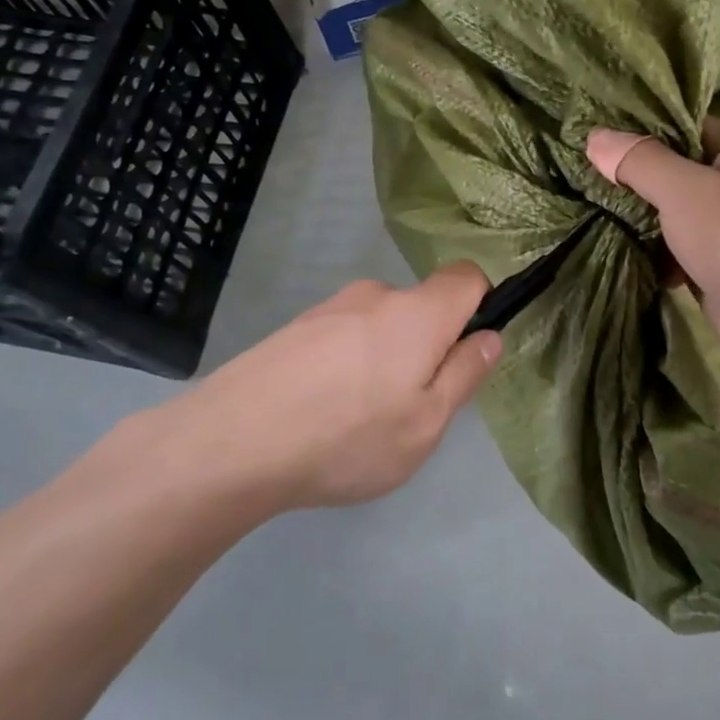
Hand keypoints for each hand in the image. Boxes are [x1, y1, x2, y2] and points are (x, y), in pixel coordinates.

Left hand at [143, 265, 502, 509]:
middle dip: (427, 346)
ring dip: (383, 358)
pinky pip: (341, 337)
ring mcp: (328, 309)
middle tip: (408, 407)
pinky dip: (346, 365)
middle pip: (421, 307)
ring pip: (379, 325)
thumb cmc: (348, 437)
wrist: (230, 443)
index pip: (466, 276)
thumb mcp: (425, 424)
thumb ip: (464, 374)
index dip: (481, 303)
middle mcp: (375, 296)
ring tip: (356, 418)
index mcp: (418, 313)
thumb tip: (489, 336)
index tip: (468, 350)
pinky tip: (320, 411)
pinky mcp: (293, 328)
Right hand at [587, 121, 719, 388]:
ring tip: (593, 215)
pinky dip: (657, 253)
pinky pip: (679, 249)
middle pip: (676, 170)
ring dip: (642, 220)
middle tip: (585, 180)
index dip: (641, 131)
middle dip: (635, 180)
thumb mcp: (683, 190)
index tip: (596, 141)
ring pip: (675, 213)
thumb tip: (595, 136)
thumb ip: (639, 161)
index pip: (684, 126)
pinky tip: (624, 254)